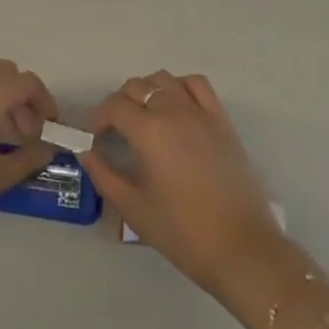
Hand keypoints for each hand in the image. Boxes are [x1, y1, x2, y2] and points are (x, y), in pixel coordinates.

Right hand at [81, 71, 285, 295]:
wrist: (241, 249)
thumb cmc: (183, 233)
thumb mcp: (135, 210)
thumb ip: (105, 176)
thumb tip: (87, 152)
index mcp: (149, 131)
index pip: (114, 106)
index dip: (100, 117)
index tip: (96, 136)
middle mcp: (172, 110)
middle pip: (137, 87)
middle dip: (120, 103)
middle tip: (116, 130)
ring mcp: (199, 111)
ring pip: (164, 79)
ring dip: (148, 90)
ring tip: (145, 116)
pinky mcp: (221, 119)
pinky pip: (196, 84)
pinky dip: (180, 86)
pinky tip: (177, 106)